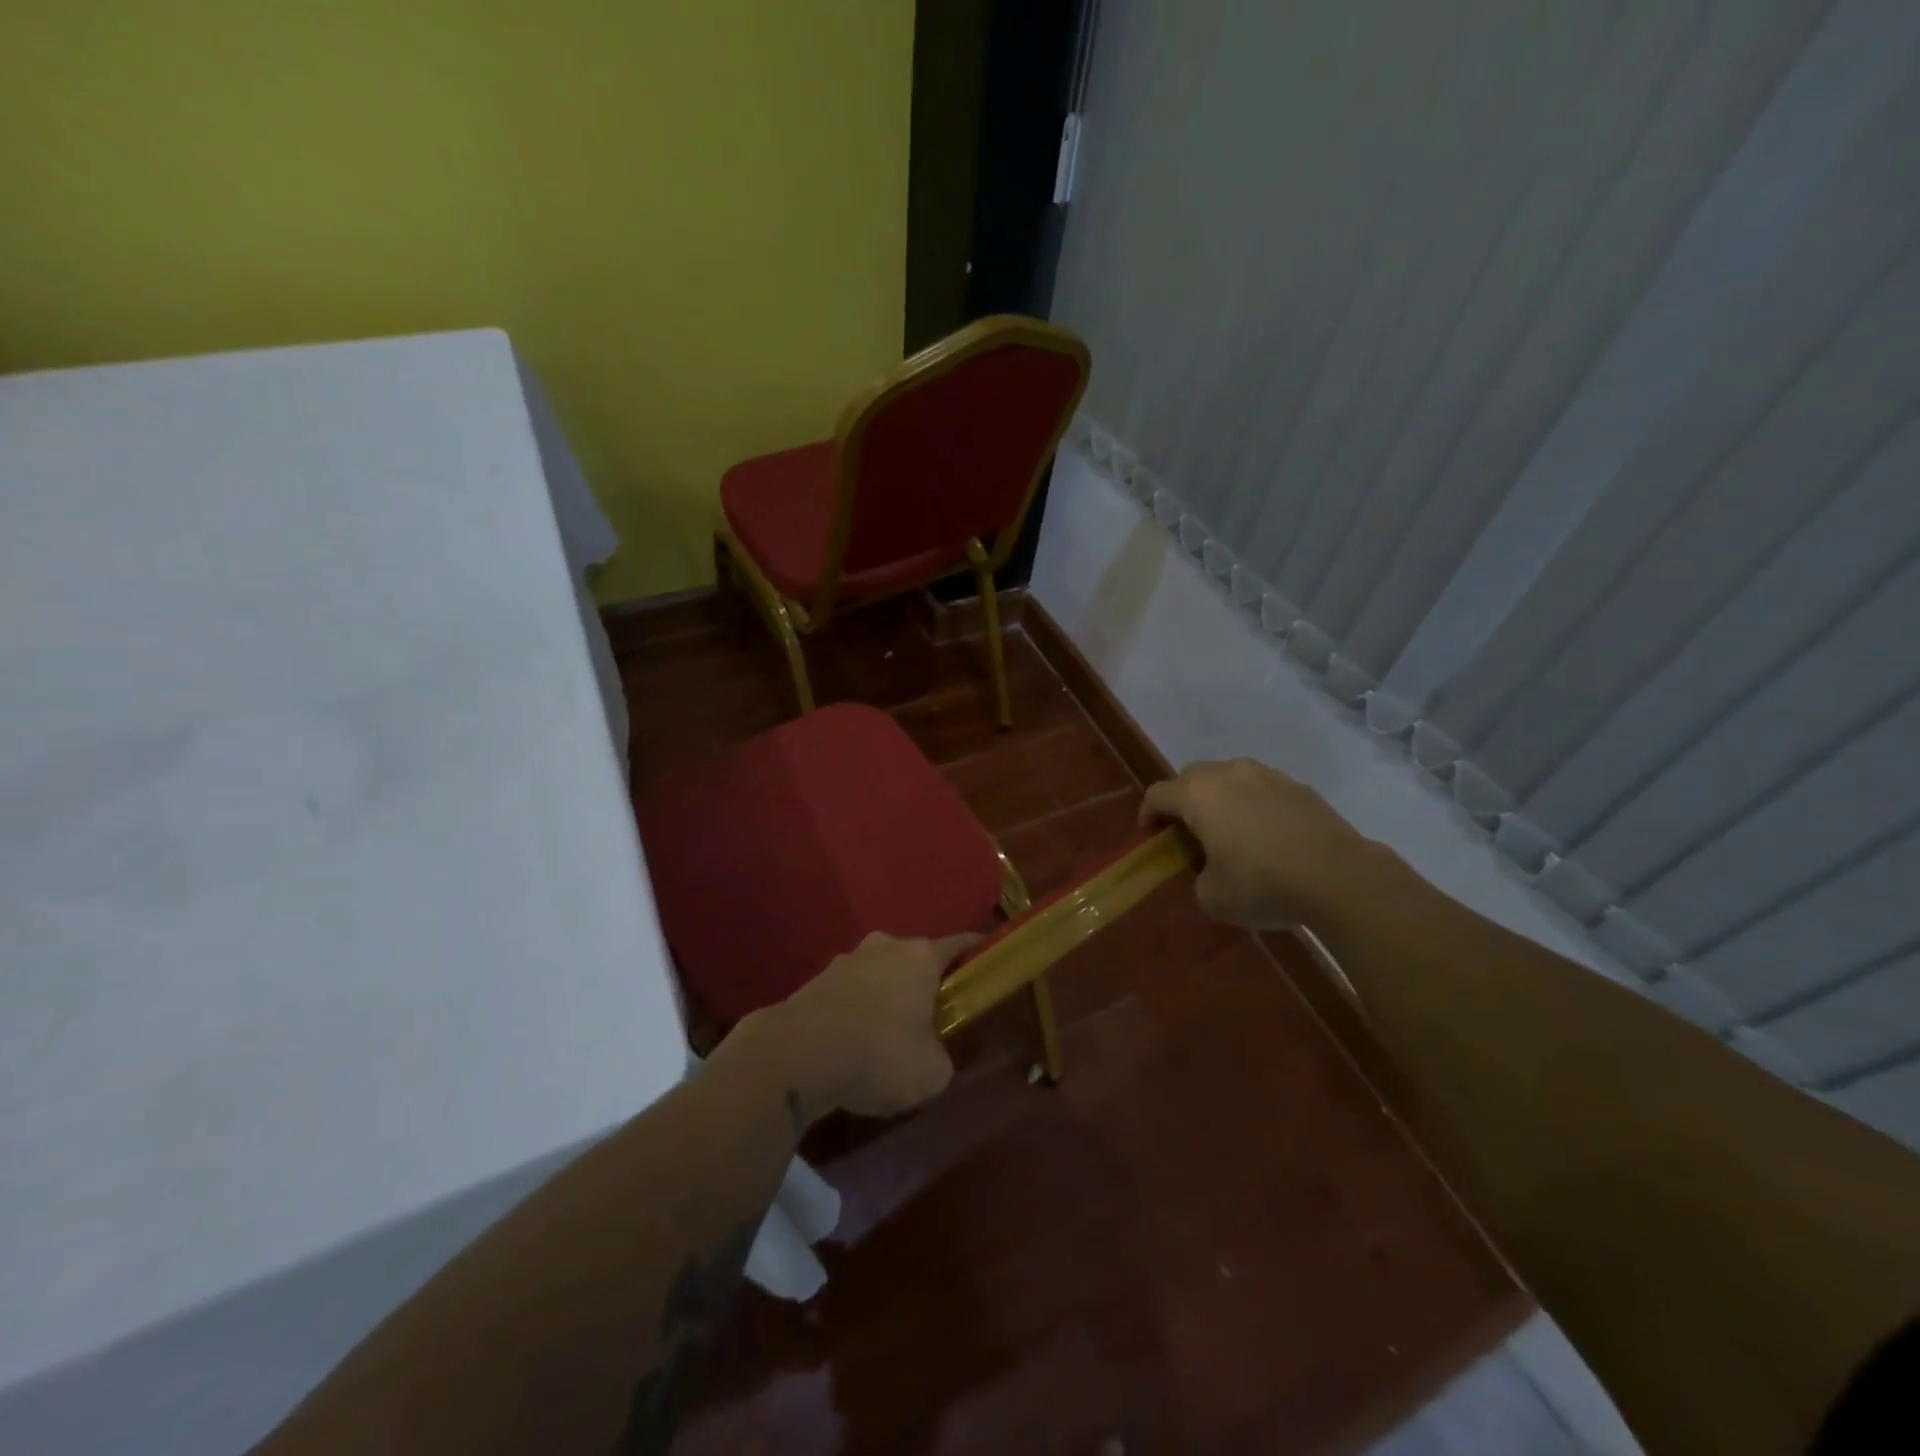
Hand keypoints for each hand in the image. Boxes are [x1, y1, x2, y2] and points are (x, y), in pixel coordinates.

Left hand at [757, 930, 978, 1124]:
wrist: (795, 1056)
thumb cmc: (878, 1055)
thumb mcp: (932, 1072)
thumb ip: (942, 1057)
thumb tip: (932, 1054)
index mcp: (920, 956)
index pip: (960, 944)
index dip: (977, 953)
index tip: (986, 964)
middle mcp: (884, 947)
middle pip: (916, 958)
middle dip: (925, 982)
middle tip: (933, 1017)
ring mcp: (845, 961)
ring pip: (879, 974)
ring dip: (887, 997)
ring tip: (887, 1037)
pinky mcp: (815, 981)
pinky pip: (849, 993)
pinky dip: (856, 1011)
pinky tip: (852, 1045)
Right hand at [1139, 758, 1384, 931]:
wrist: (1340, 878)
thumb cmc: (1263, 884)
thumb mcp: (1211, 896)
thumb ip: (1195, 876)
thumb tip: (1206, 868)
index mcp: (1198, 794)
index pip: (1157, 795)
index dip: (1148, 816)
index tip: (1151, 839)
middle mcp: (1229, 773)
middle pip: (1191, 778)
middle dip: (1183, 803)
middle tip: (1189, 835)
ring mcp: (1268, 775)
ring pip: (1229, 779)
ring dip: (1220, 800)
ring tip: (1231, 834)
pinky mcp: (1299, 787)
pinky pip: (1262, 790)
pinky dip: (1254, 806)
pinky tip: (1267, 837)